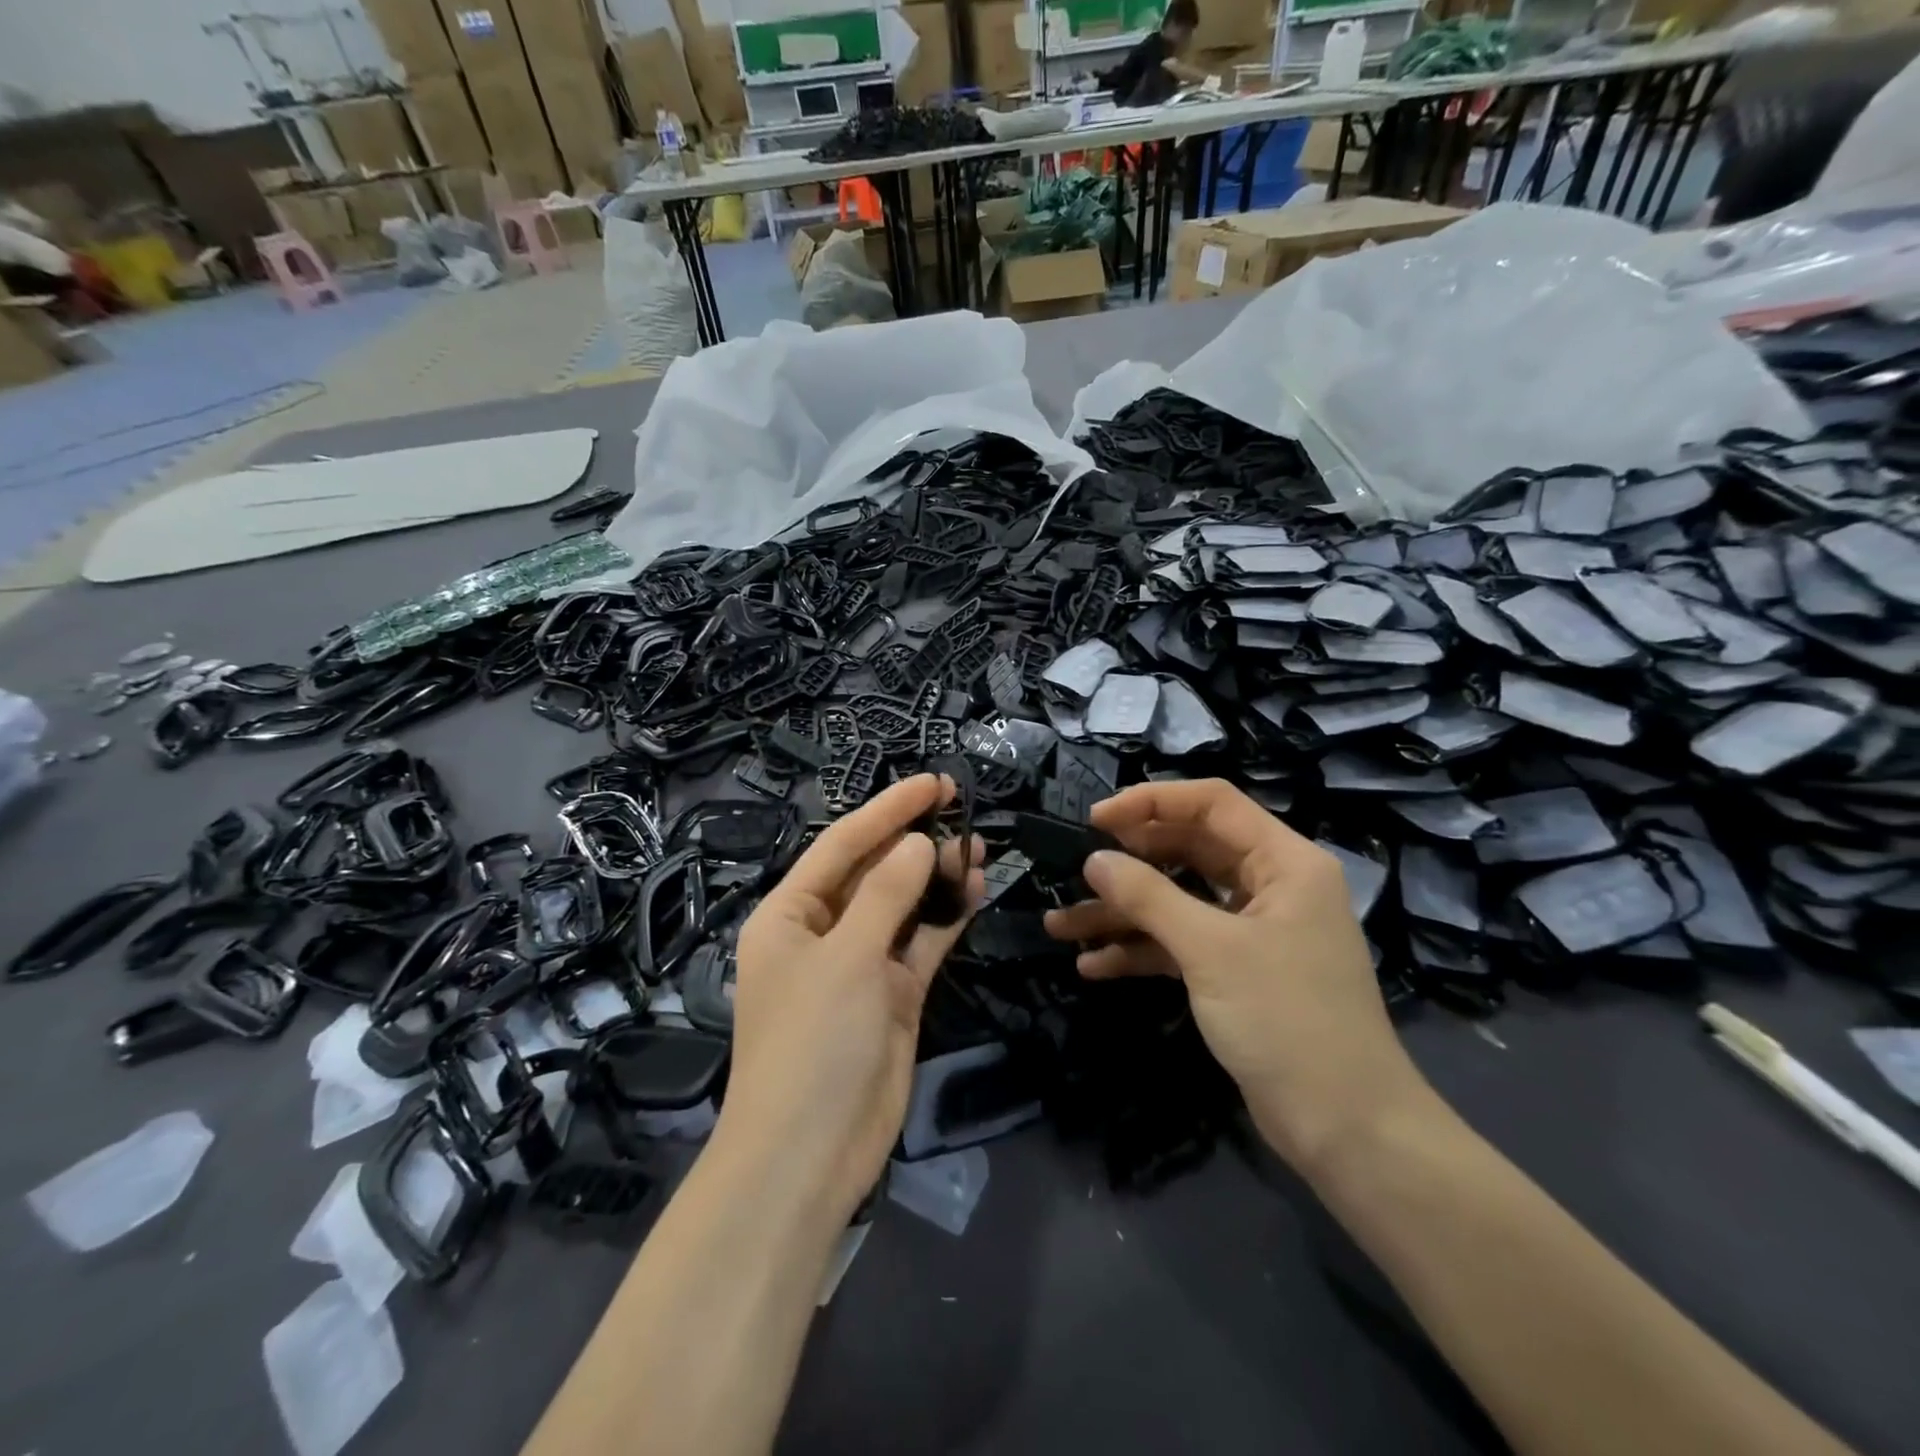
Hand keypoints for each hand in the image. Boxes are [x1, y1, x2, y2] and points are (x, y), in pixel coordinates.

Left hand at [723, 774, 984, 1225]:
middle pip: (874, 870)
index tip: (933, 784)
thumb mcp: (847, 957)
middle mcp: (823, 932)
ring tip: (977, 844)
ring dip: (937, 876)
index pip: (843, 844)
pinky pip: (921, 943)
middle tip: (963, 805)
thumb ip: (887, 895)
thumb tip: (920, 843)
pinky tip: (975, 889)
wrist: (810, 1155)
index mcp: (790, 913)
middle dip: (915, 838)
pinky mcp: (892, 995)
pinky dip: (946, 918)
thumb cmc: (813, 1041)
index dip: (888, 810)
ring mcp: (860, 964)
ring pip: (903, 905)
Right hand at [1043, 778, 1428, 1169]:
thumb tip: (1095, 861)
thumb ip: (1149, 897)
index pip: (1212, 804)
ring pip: (1178, 901)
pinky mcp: (1236, 972)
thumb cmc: (1287, 1020)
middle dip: (1129, 861)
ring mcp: (1252, 931)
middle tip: (1076, 867)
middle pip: (1189, 850)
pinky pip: (1180, 944)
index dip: (1151, 802)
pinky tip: (1093, 965)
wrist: (1346, 1130)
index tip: (1095, 820)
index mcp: (1283, 862)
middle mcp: (1270, 886)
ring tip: (1060, 924)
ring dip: (1122, 912)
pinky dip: (1141, 950)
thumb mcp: (1211, 950)